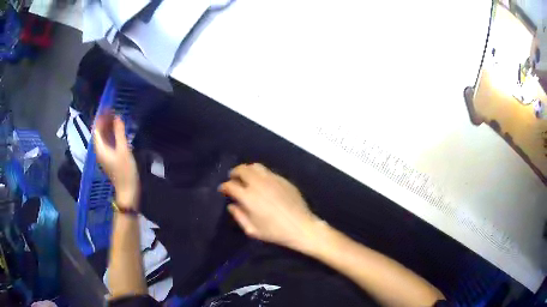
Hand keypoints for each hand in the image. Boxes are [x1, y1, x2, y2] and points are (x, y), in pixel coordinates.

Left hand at [93, 111, 139, 208]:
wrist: (127, 191)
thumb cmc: (125, 171)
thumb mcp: (123, 150)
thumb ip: (120, 133)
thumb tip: (118, 117)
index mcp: (100, 148)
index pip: (97, 129)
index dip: (100, 117)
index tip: (107, 107)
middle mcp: (100, 150)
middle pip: (99, 132)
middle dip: (104, 120)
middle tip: (113, 109)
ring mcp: (104, 155)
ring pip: (103, 137)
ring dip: (107, 126)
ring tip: (115, 116)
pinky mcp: (109, 158)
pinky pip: (107, 142)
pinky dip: (111, 134)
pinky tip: (117, 130)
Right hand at [219, 163, 320, 250]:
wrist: (300, 227)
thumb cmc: (275, 232)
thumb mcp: (252, 230)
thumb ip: (239, 216)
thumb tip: (231, 205)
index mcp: (248, 197)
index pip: (230, 185)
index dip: (224, 187)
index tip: (223, 190)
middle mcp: (258, 184)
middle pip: (242, 170)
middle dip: (234, 173)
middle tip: (233, 179)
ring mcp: (272, 179)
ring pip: (255, 166)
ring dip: (247, 170)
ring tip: (246, 177)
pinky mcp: (283, 179)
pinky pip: (268, 171)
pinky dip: (260, 174)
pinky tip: (262, 182)